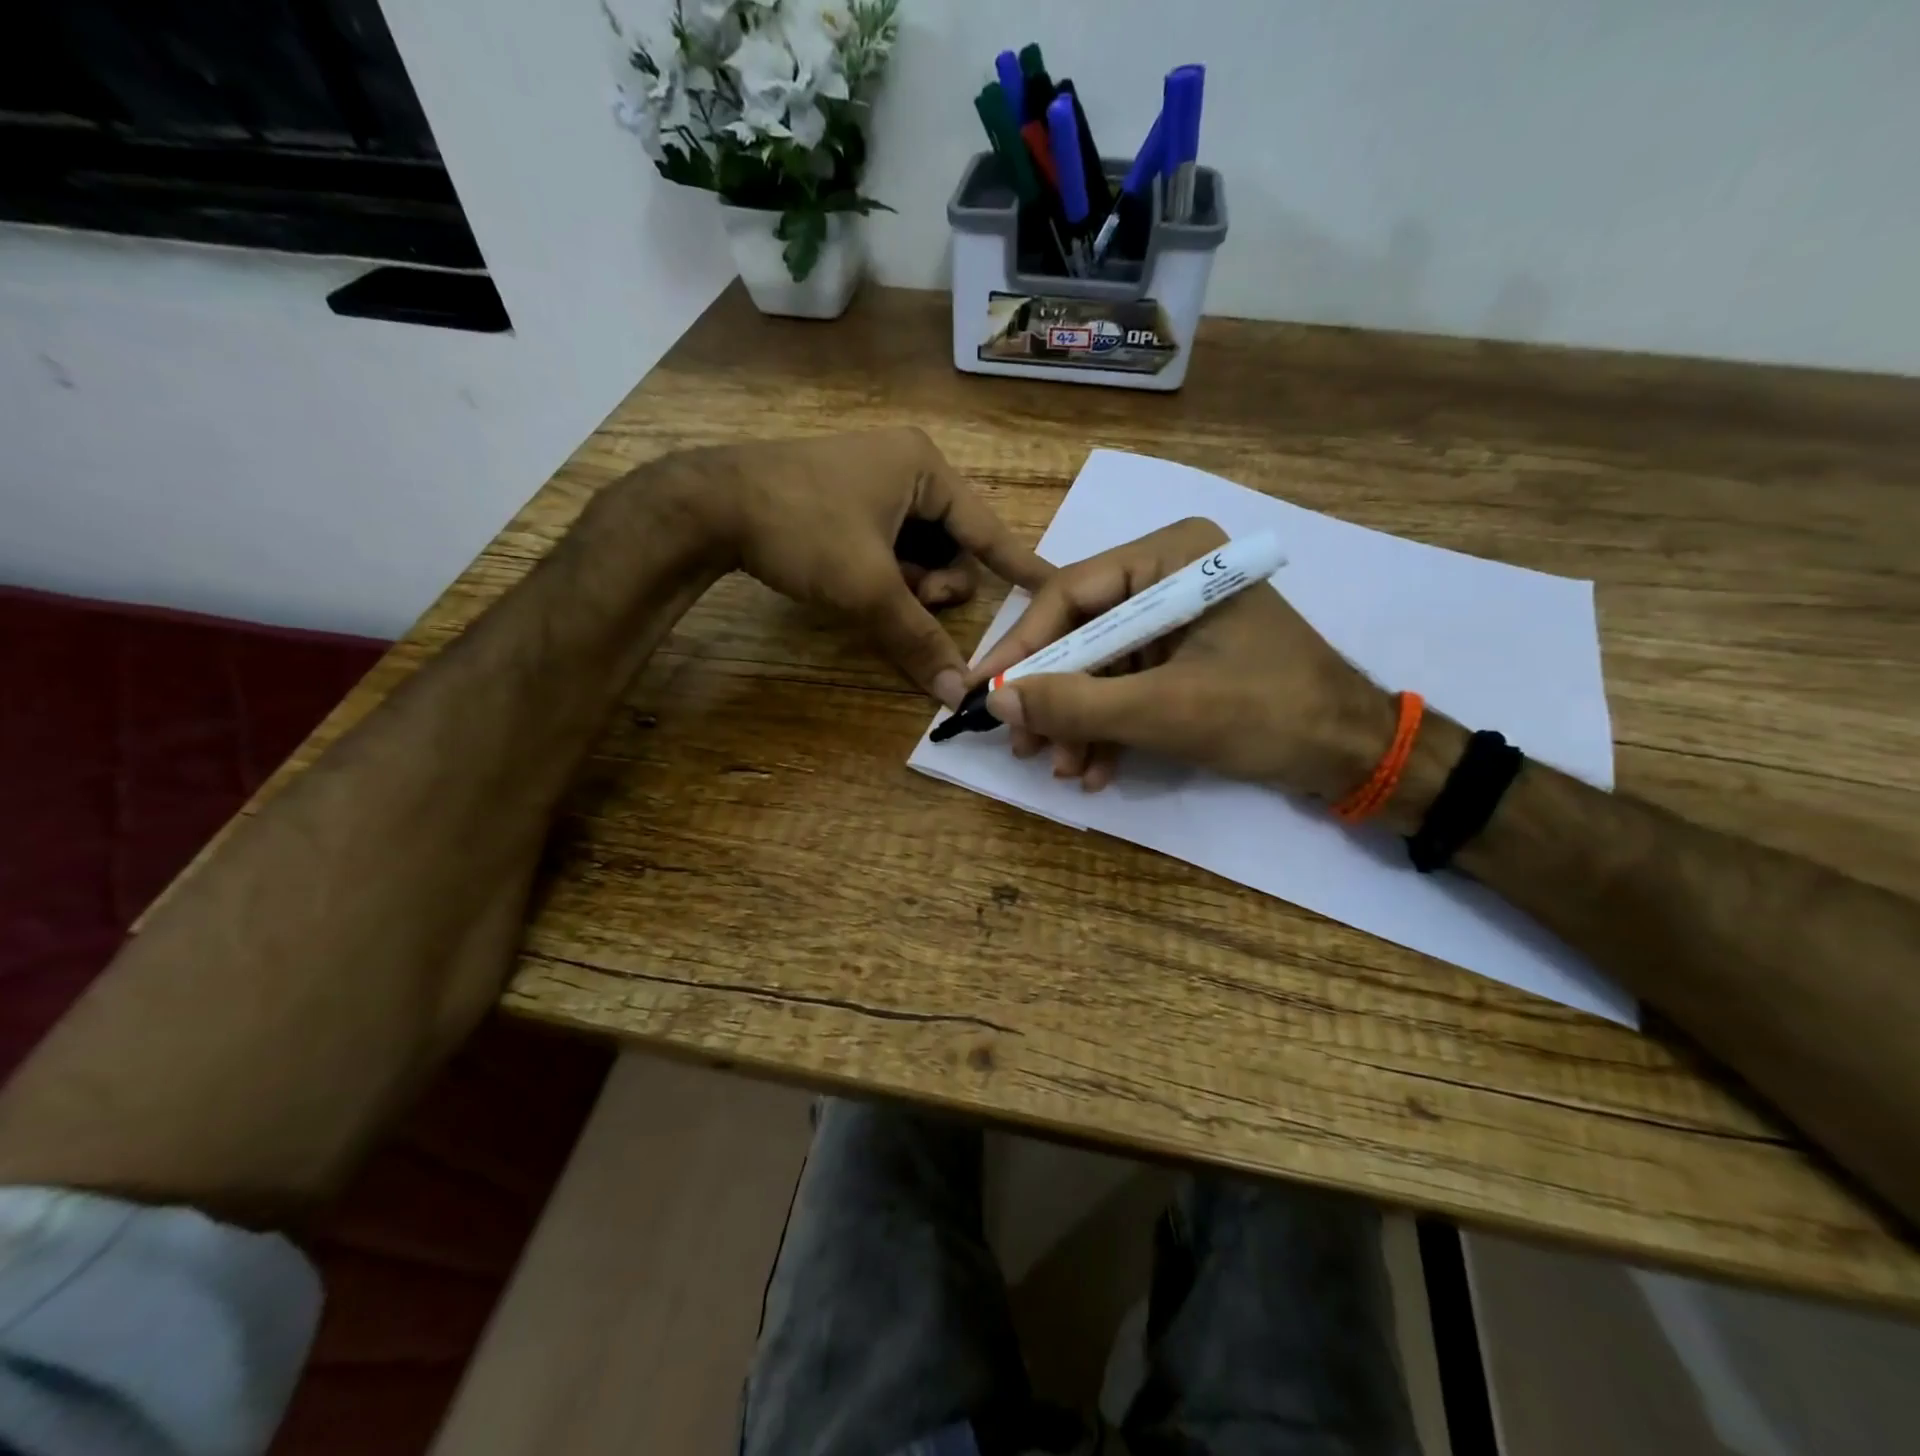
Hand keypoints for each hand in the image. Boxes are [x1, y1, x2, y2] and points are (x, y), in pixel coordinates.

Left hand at [671, 429, 1049, 706]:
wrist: (708, 505)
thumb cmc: (802, 528)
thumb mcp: (867, 587)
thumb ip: (917, 639)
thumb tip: (955, 693)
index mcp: (924, 467)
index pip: (987, 528)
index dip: (1019, 565)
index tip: (1054, 589)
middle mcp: (905, 467)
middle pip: (950, 545)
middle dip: (932, 584)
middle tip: (906, 600)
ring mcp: (871, 482)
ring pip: (917, 551)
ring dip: (905, 584)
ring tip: (873, 593)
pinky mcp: (844, 501)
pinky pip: (887, 546)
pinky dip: (882, 573)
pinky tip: (854, 584)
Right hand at [969, 517, 1394, 797]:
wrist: (1354, 755)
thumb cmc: (1268, 714)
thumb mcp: (1164, 711)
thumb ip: (1076, 704)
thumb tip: (996, 701)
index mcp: (1172, 556)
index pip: (1071, 594)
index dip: (1023, 649)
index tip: (982, 694)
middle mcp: (1169, 575)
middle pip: (1082, 633)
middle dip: (1054, 697)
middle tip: (1024, 747)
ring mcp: (1176, 617)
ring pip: (1100, 666)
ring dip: (1078, 722)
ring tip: (1065, 770)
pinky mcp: (1183, 655)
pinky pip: (1127, 685)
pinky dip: (1108, 727)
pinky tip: (1096, 770)